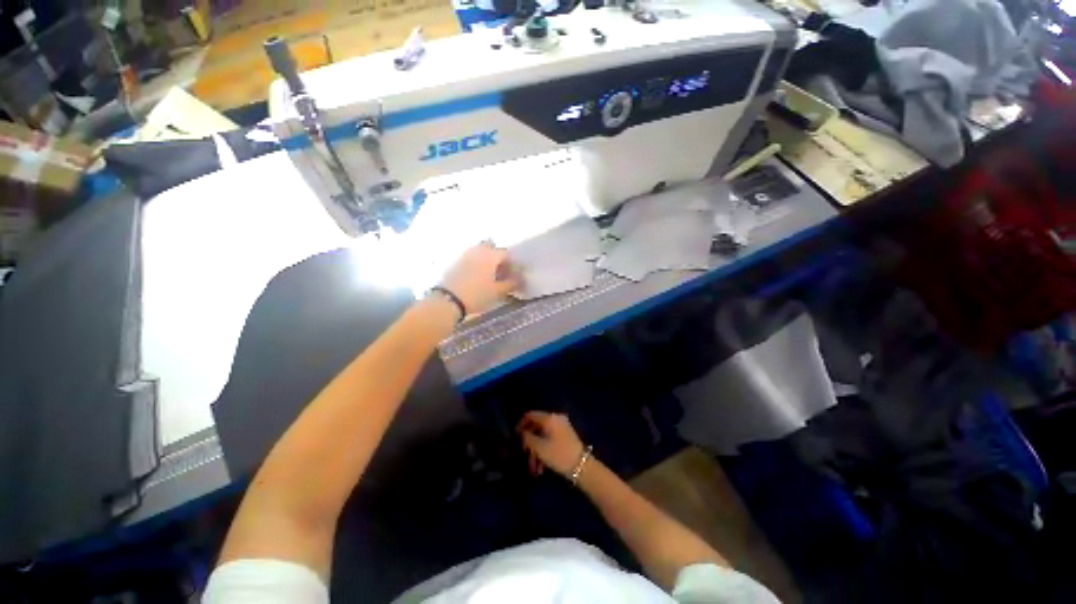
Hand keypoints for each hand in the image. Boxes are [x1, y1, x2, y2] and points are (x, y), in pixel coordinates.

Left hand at [440, 243, 519, 315]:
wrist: (448, 300)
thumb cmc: (477, 294)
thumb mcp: (498, 291)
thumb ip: (512, 283)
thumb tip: (521, 278)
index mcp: (490, 255)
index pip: (506, 254)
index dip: (513, 264)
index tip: (514, 276)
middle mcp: (478, 250)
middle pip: (492, 249)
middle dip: (498, 259)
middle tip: (502, 273)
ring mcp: (465, 255)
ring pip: (480, 253)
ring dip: (487, 261)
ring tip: (490, 277)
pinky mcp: (455, 262)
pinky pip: (471, 259)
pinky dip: (477, 265)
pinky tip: (478, 278)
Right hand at [517, 411, 585, 477]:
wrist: (582, 466)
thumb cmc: (558, 454)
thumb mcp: (539, 448)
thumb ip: (527, 438)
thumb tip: (521, 433)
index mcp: (549, 418)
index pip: (530, 415)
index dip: (520, 424)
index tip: (514, 437)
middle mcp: (556, 418)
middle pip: (536, 427)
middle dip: (529, 442)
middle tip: (523, 455)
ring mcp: (562, 427)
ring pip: (543, 436)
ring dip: (536, 451)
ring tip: (533, 469)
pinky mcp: (565, 436)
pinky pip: (550, 439)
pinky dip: (544, 451)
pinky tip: (541, 468)